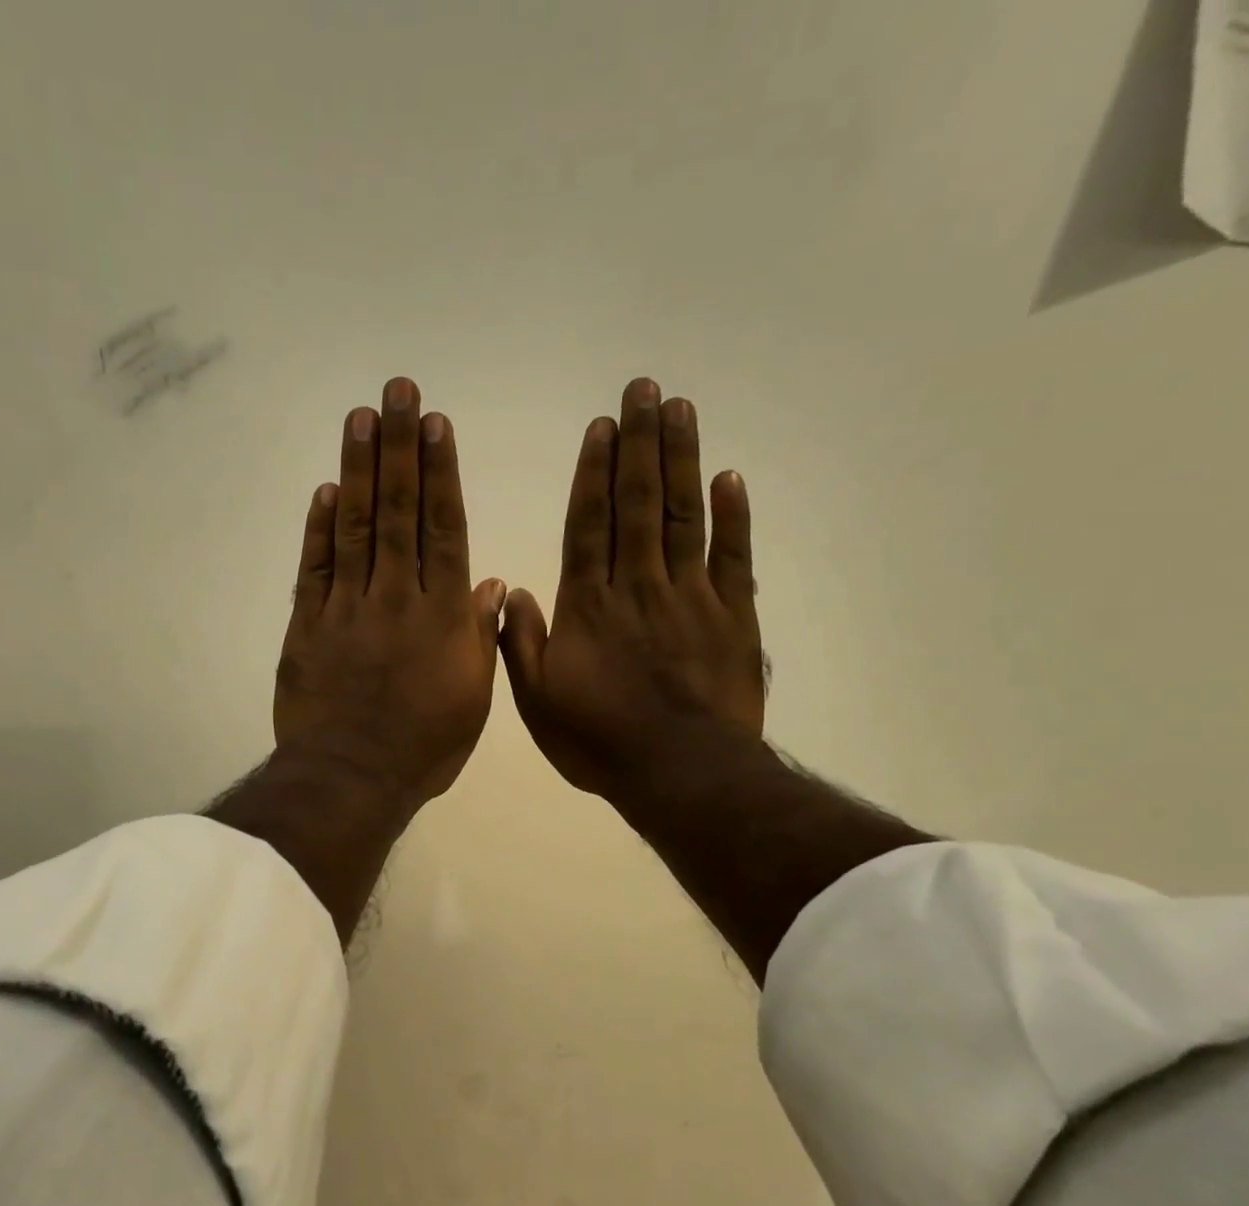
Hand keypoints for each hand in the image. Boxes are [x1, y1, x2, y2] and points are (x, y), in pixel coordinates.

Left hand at [274, 377, 506, 813]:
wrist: (352, 778)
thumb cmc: (424, 747)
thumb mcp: (473, 698)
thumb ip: (479, 635)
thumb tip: (490, 581)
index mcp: (443, 616)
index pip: (444, 528)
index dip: (441, 473)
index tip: (435, 425)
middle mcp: (396, 597)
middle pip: (399, 512)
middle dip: (398, 447)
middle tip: (395, 391)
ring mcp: (347, 608)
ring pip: (355, 527)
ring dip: (358, 470)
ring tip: (360, 418)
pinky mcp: (307, 625)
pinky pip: (314, 569)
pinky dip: (319, 529)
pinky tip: (325, 490)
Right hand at [500, 377, 763, 807]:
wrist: (680, 773)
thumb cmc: (600, 741)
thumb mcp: (538, 703)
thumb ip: (522, 645)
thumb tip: (514, 592)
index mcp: (589, 607)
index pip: (589, 525)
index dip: (594, 473)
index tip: (602, 426)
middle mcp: (638, 587)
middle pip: (638, 505)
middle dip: (640, 444)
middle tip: (645, 389)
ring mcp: (691, 598)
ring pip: (683, 517)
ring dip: (681, 461)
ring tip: (680, 410)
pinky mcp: (734, 617)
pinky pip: (733, 558)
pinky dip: (733, 517)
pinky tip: (728, 478)